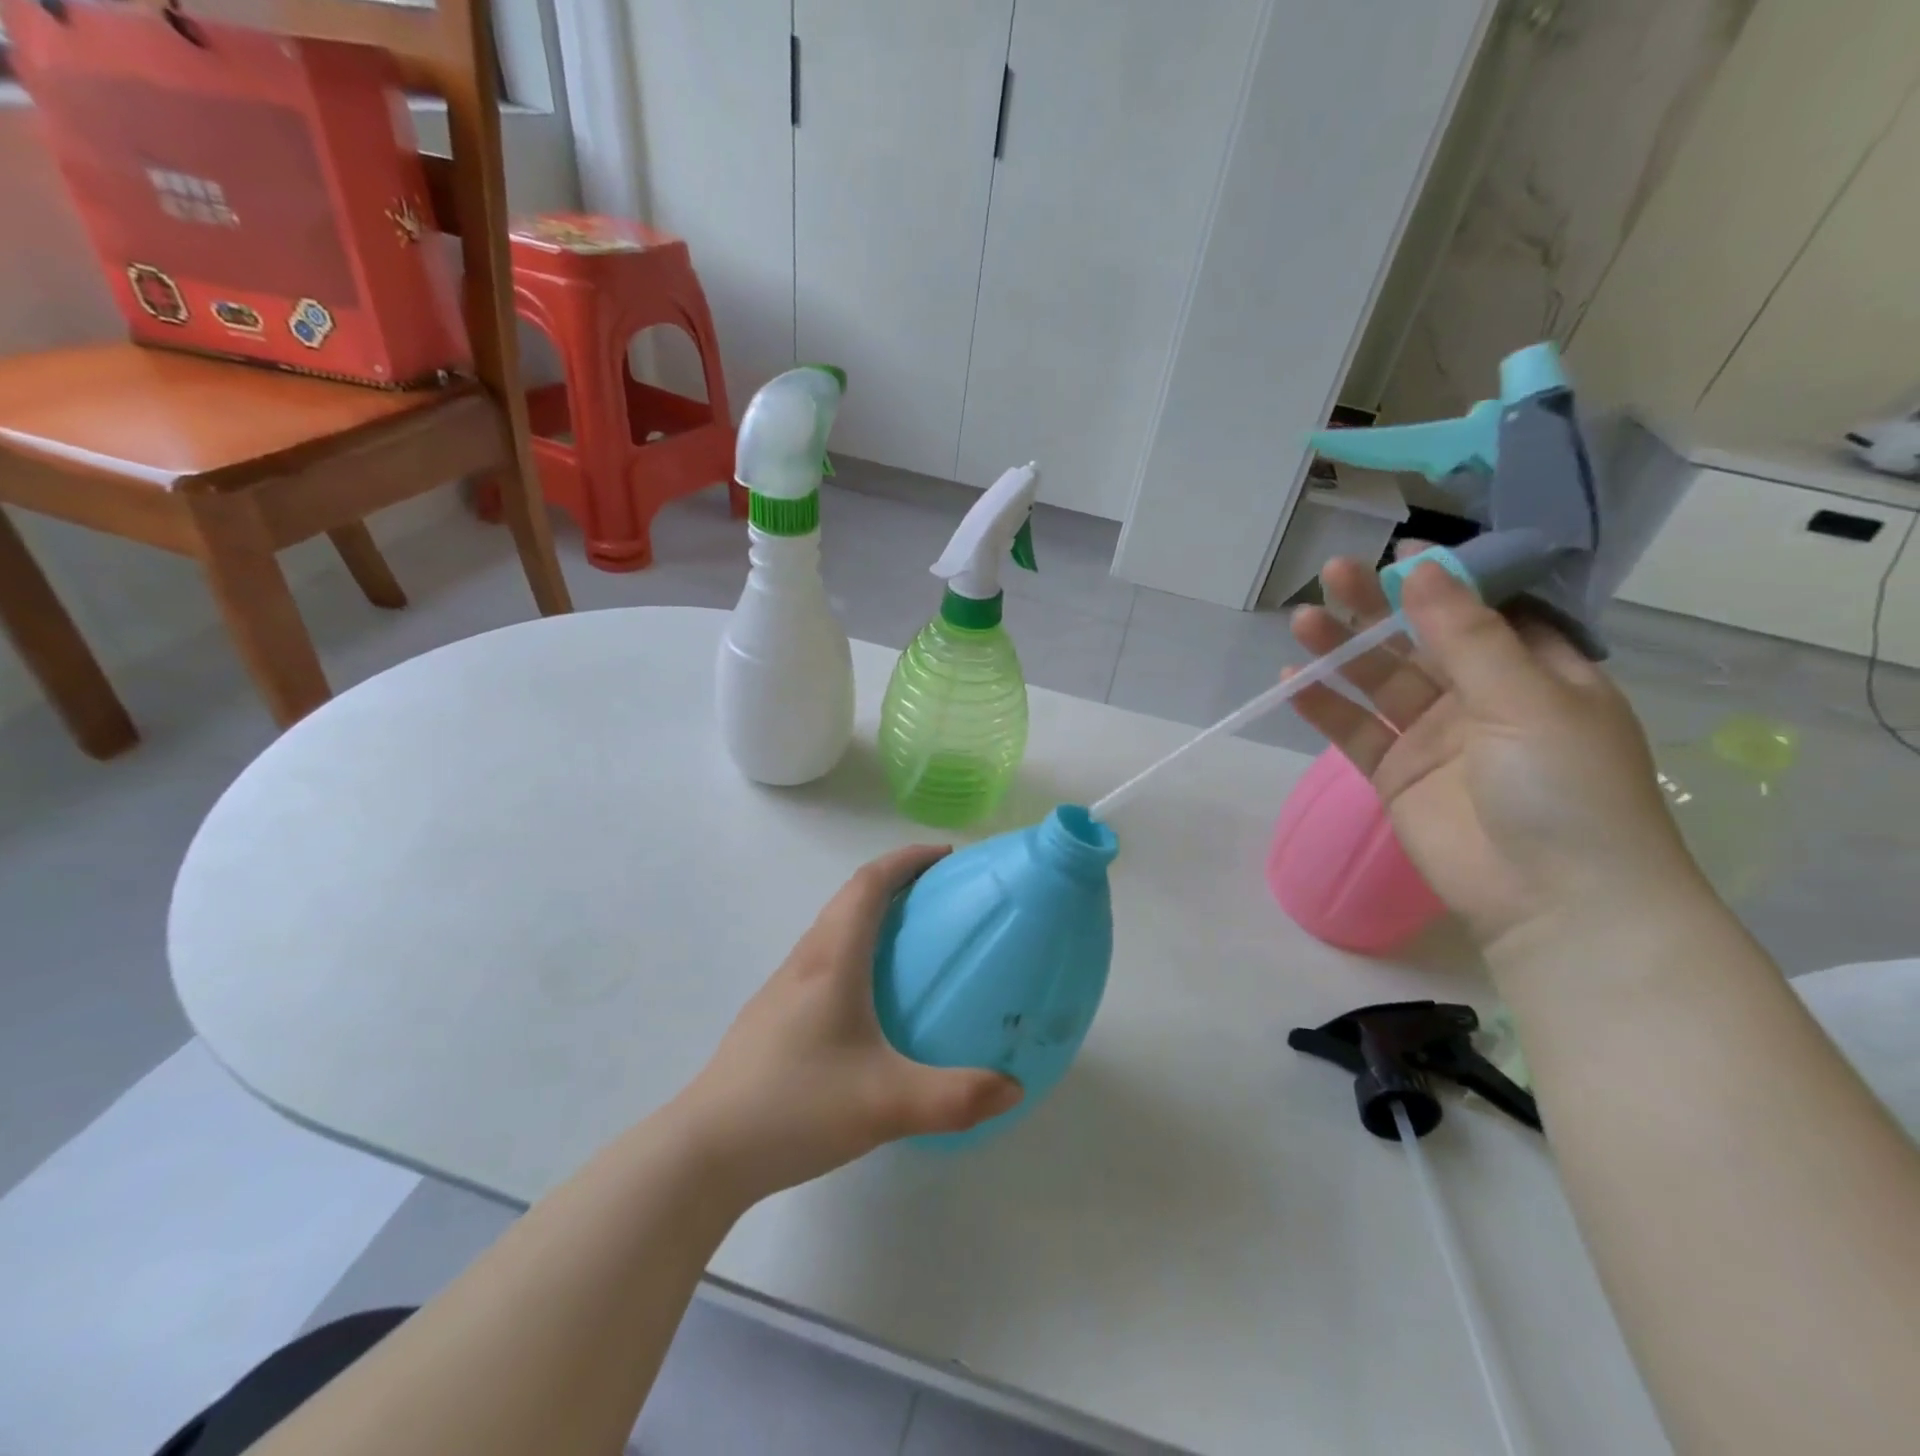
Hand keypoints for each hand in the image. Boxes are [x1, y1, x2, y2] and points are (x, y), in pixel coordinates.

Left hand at [677, 846, 1022, 1207]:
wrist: (704, 1151)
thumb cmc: (795, 1106)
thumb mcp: (887, 1104)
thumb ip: (956, 1097)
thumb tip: (1014, 1088)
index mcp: (832, 960)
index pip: (868, 884)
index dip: (906, 860)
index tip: (945, 856)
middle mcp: (805, 962)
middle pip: (849, 899)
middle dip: (895, 883)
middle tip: (940, 899)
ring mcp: (782, 989)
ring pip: (832, 930)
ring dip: (871, 917)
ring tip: (912, 944)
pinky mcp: (772, 1017)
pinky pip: (822, 962)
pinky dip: (855, 952)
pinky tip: (870, 1003)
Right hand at [1288, 552, 1707, 965]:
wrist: (1554, 902)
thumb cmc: (1565, 788)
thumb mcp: (1526, 698)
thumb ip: (1466, 634)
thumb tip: (1423, 567)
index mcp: (1537, 672)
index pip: (1484, 611)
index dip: (1443, 580)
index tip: (1398, 553)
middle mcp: (1484, 698)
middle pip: (1421, 640)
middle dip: (1378, 607)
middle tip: (1333, 573)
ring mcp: (1435, 738)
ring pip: (1379, 682)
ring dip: (1341, 652)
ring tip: (1301, 620)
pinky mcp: (1396, 774)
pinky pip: (1355, 731)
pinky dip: (1324, 708)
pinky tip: (1293, 683)